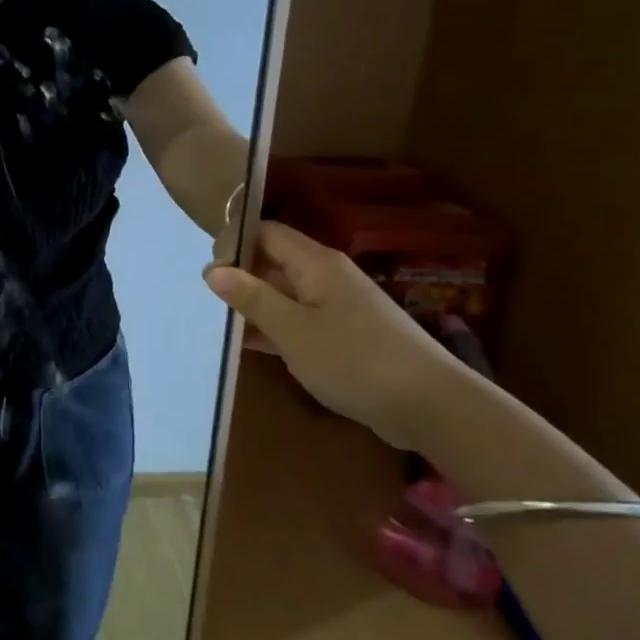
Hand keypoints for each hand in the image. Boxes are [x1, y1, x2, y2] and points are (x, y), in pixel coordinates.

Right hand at [205, 222, 465, 448]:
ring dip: (256, 305)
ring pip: (286, 293)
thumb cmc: (354, 360)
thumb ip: (251, 297)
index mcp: (317, 264)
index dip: (235, 243)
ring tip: (223, 322)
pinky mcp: (348, 336)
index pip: (267, 233)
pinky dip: (276, 328)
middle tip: (208, 299)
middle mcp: (329, 277)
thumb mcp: (292, 330)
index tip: (206, 268)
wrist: (433, 406)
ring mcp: (340, 307)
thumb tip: (212, 269)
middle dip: (241, 276)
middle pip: (275, 261)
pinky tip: (252, 345)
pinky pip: (301, 320)